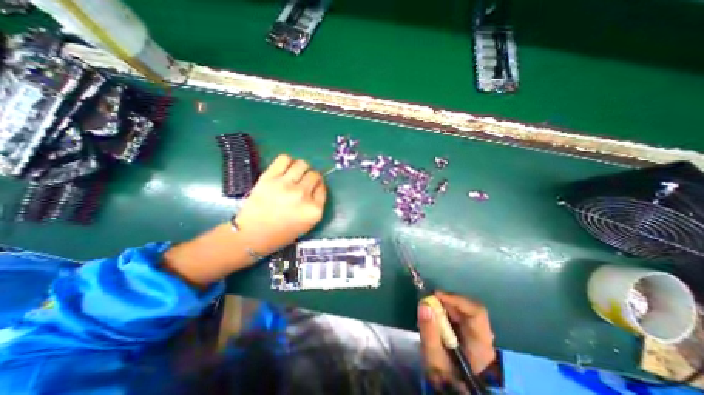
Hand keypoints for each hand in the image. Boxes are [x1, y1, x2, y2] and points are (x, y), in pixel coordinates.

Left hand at [234, 154, 325, 256]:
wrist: (253, 235)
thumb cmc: (283, 232)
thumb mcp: (308, 223)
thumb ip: (316, 204)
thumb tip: (317, 184)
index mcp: (313, 209)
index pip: (322, 187)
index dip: (318, 186)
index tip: (313, 188)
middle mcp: (302, 195)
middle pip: (314, 175)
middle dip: (311, 177)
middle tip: (303, 182)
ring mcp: (285, 185)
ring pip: (302, 164)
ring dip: (302, 168)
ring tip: (295, 174)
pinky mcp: (269, 178)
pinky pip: (284, 159)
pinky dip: (287, 161)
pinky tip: (285, 169)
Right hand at [417, 290, 493, 391]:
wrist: (451, 390)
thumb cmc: (444, 377)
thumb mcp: (433, 357)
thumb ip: (429, 332)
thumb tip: (424, 304)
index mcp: (481, 344)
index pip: (476, 311)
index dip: (456, 299)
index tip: (435, 295)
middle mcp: (484, 336)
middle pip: (468, 308)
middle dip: (447, 302)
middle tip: (428, 302)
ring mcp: (478, 335)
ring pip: (463, 310)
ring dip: (445, 306)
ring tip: (429, 309)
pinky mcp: (469, 334)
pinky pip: (458, 315)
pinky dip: (445, 312)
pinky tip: (435, 317)